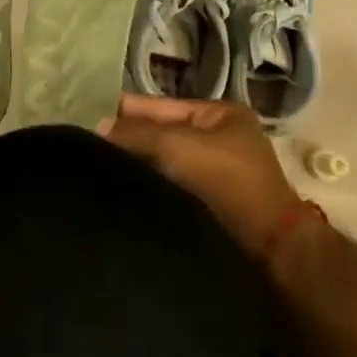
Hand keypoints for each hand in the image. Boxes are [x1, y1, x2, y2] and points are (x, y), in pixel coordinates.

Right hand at [100, 95, 305, 259]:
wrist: (270, 250)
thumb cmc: (226, 183)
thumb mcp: (176, 145)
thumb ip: (137, 132)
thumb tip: (98, 127)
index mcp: (220, 114)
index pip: (160, 106)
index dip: (126, 109)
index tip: (87, 112)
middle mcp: (219, 139)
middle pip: (161, 133)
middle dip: (129, 137)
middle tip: (86, 140)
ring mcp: (217, 174)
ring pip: (163, 161)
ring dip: (137, 163)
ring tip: (95, 163)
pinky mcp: (211, 205)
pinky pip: (170, 185)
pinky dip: (149, 184)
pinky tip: (121, 187)